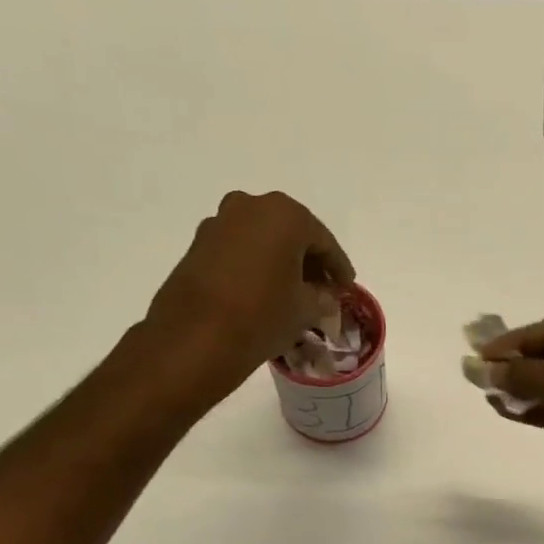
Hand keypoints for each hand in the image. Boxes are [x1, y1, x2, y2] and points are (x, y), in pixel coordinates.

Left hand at [142, 191, 354, 396]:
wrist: (196, 337)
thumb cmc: (263, 315)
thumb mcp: (306, 309)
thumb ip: (323, 297)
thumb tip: (325, 296)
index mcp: (286, 215)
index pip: (325, 241)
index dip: (339, 268)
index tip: (347, 288)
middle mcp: (251, 206)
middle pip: (292, 233)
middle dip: (310, 260)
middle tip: (323, 288)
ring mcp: (220, 222)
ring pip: (264, 239)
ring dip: (281, 261)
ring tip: (293, 292)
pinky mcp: (199, 244)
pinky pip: (240, 249)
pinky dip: (256, 265)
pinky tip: (264, 290)